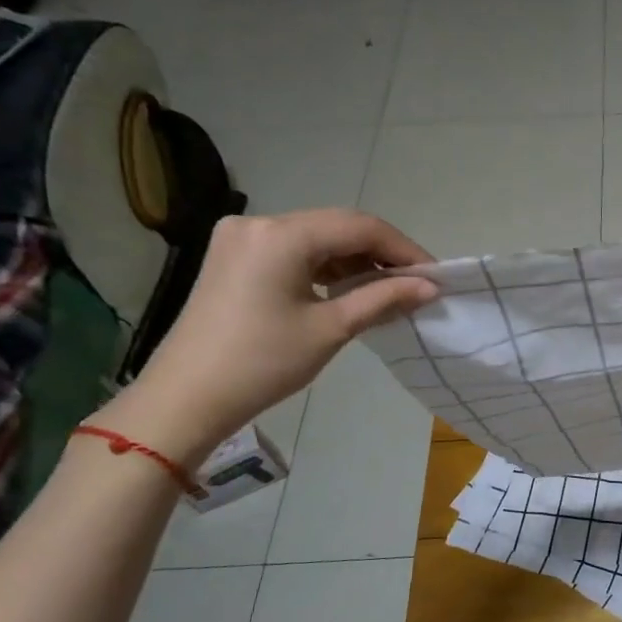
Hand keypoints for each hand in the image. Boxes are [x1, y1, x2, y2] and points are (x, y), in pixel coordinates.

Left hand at [90, 210, 436, 467]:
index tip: (434, 275)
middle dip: (381, 253)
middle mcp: (260, 223)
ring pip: (317, 238)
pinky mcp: (234, 257)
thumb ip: (384, 299)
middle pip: (338, 226)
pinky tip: (348, 290)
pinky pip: (294, 250)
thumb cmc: (263, 362)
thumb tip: (431, 287)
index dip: (403, 248)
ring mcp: (242, 238)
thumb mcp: (331, 328)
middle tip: (416, 283)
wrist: (186, 398)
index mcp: (281, 235)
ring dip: (355, 260)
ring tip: (388, 291)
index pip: (360, 226)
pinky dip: (326, 267)